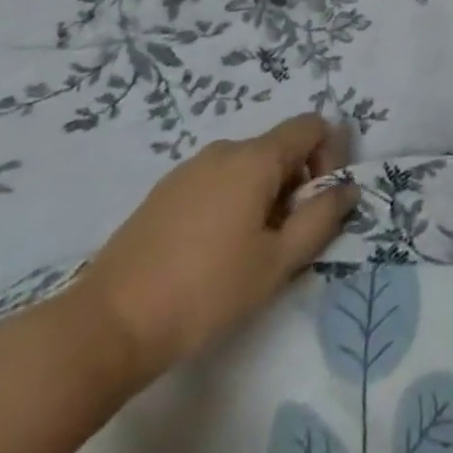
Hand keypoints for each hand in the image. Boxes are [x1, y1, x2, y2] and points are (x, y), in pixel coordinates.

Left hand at [71, 114, 357, 386]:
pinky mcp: (163, 193)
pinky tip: (210, 254)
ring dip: (263, 196)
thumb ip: (321, 218)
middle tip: (284, 240)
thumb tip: (347, 188)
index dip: (330, 156)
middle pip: (280, 148)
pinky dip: (230, 204)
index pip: (312, 126)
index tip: (319, 204)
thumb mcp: (277, 263)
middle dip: (295, 184)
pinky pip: (216, 182)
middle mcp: (224, 149)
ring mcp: (189, 169)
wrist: (105, 326)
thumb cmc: (204, 292)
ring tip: (246, 252)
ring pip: (247, 167)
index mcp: (256, 157)